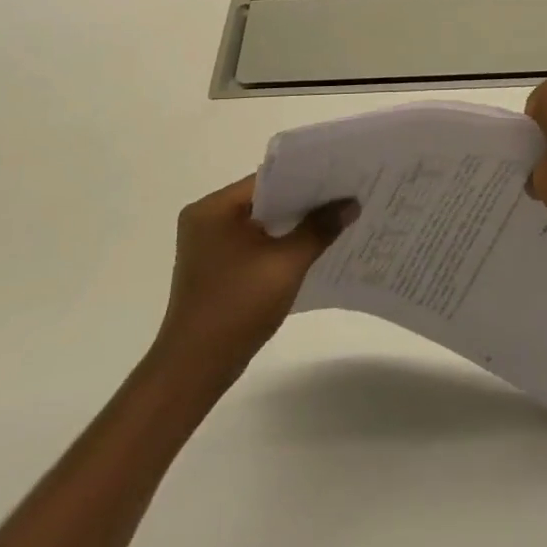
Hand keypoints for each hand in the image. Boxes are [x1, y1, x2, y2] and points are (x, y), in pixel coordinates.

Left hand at [150, 177, 356, 390]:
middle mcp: (207, 219)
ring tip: (336, 217)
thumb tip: (351, 203)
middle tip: (347, 195)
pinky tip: (311, 247)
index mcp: (213, 208)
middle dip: (305, 200)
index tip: (342, 177)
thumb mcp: (286, 264)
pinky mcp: (216, 267)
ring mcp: (209, 245)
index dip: (307, 177)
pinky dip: (280, 242)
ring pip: (262, 222)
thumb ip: (319, 228)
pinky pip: (255, 242)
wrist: (195, 369)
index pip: (268, 179)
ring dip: (294, 223)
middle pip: (266, 199)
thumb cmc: (237, 307)